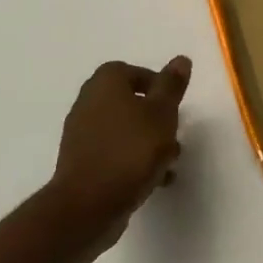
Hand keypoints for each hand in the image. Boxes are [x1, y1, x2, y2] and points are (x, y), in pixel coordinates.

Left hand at [49, 57, 192, 233]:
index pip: (130, 70)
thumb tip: (180, 59)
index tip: (174, 103)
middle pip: (127, 101)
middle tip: (174, 132)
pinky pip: (114, 152)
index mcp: (105, 84)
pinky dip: (133, 160)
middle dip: (154, 116)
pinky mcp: (82, 162)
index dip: (155, 84)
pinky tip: (153, 179)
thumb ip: (171, 86)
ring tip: (169, 161)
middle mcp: (88, 103)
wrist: (89, 203)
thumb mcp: (162, 114)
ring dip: (147, 141)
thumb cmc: (131, 151)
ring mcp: (82, 134)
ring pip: (123, 129)